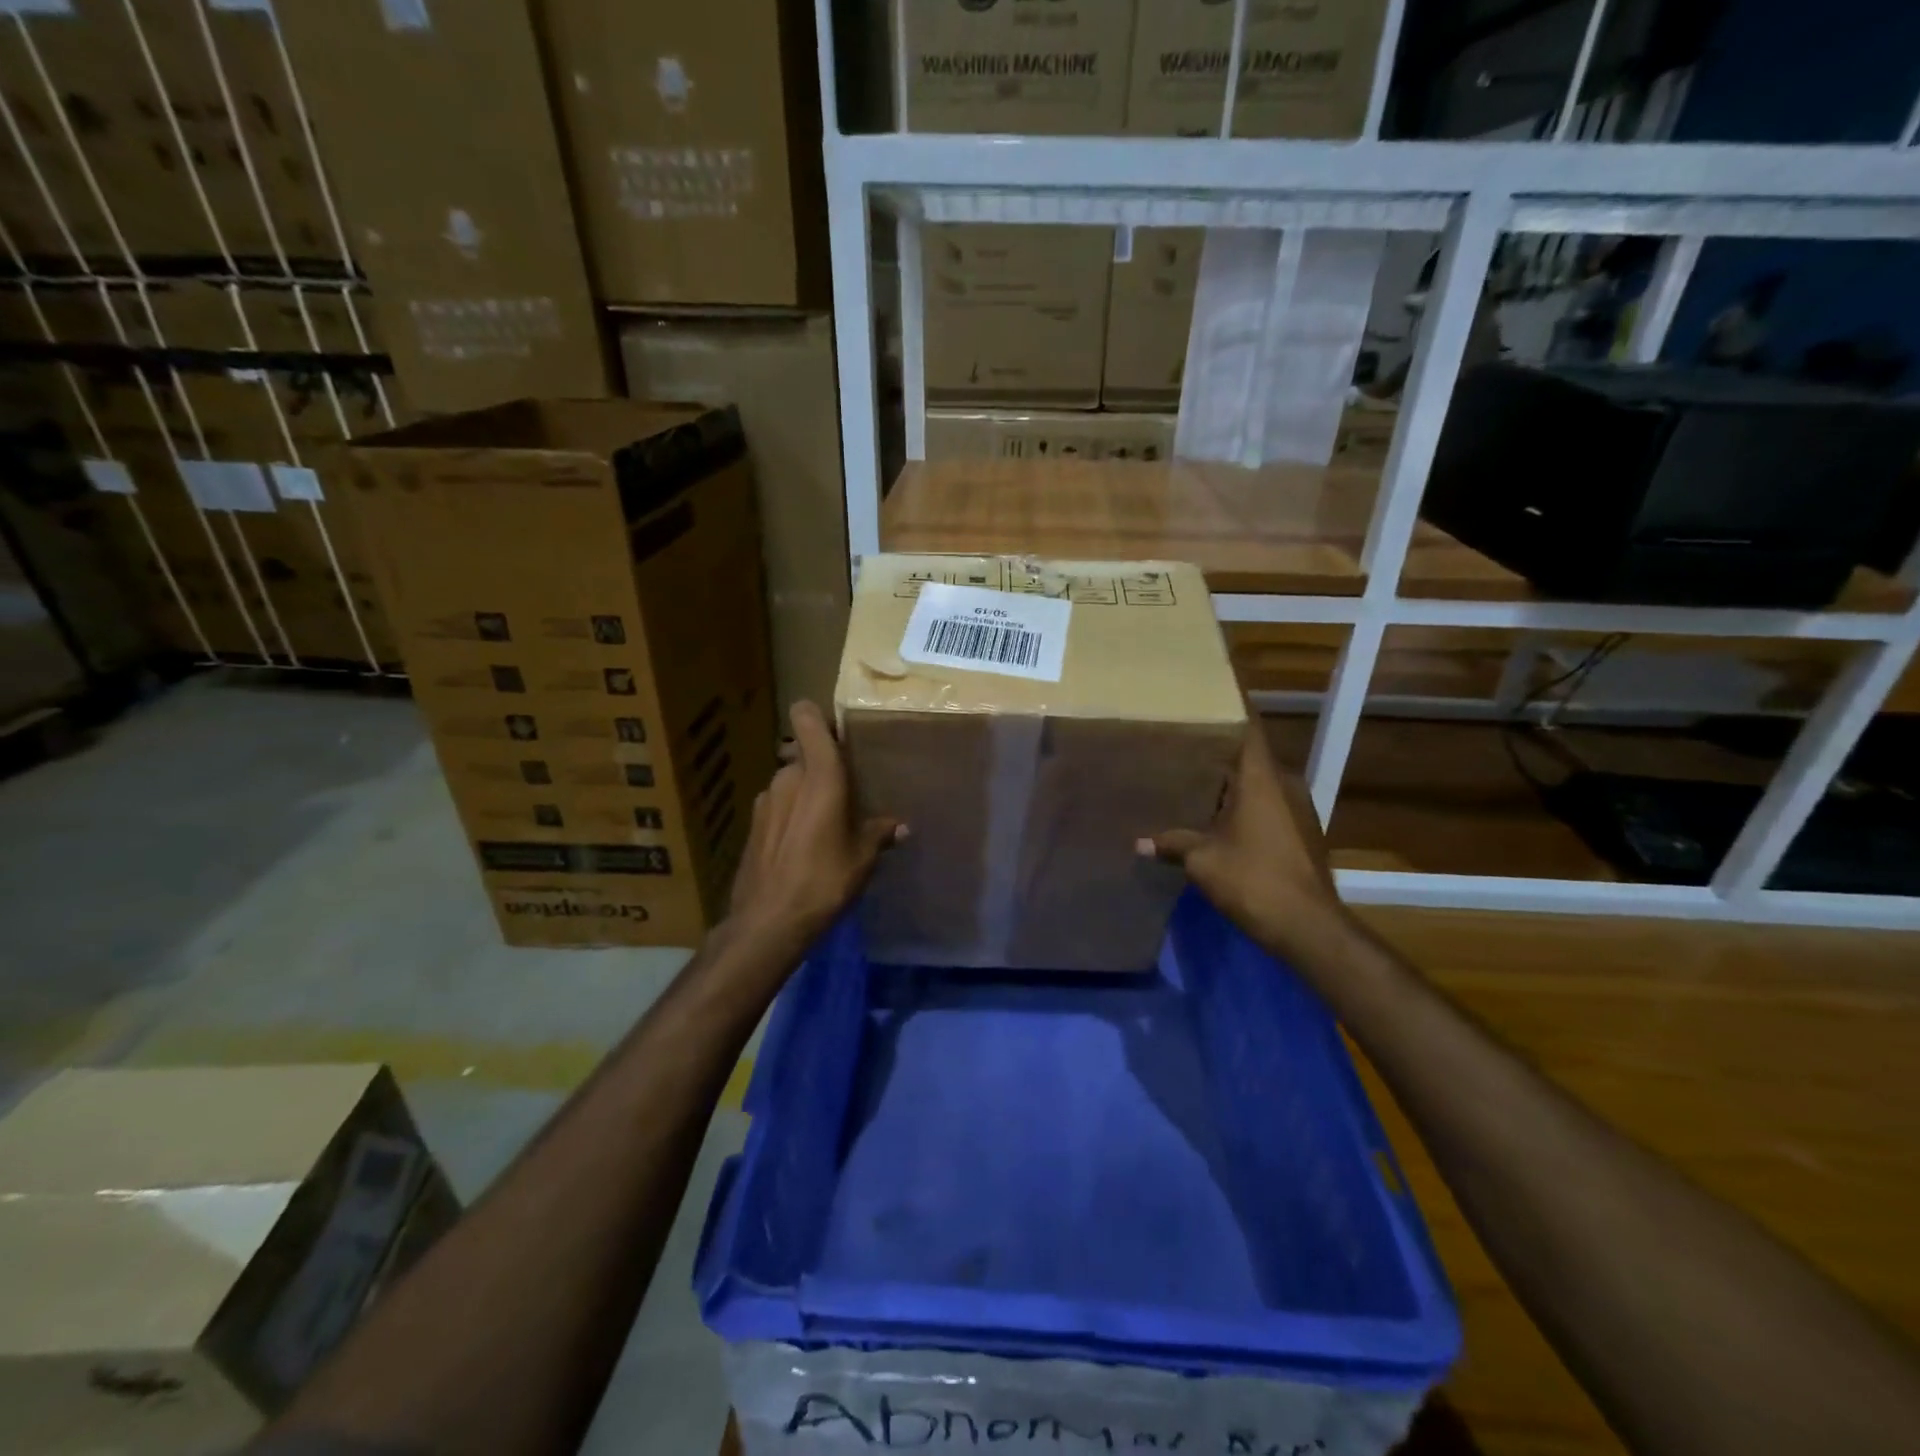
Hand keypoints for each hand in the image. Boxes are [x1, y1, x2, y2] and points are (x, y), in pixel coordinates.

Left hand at [726, 700, 901, 949]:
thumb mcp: (862, 858)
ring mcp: (765, 800)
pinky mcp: (753, 824)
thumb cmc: (823, 880)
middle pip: (804, 753)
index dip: (819, 716)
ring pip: (790, 781)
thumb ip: (879, 833)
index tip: (840, 732)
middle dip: (823, 767)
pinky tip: (803, 845)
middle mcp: (787, 777)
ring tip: (826, 823)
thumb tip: (901, 826)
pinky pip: (779, 806)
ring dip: (806, 793)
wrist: (767, 921)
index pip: (806, 718)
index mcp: (818, 775)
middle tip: (847, 792)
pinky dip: (792, 815)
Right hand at [1141, 723, 1356, 967]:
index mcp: (1262, 779)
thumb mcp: (1202, 860)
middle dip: (1218, 751)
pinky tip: (1218, 819)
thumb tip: (1139, 842)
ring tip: (1194, 781)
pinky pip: (1268, 807)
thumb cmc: (1253, 879)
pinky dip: (1244, 806)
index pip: (1247, 728)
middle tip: (1183, 745)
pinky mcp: (1303, 834)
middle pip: (1249, 756)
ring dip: (1231, 783)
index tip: (1204, 698)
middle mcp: (1285, 785)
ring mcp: (1299, 810)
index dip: (1228, 710)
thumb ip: (1173, 843)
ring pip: (1259, 784)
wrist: (1308, 927)